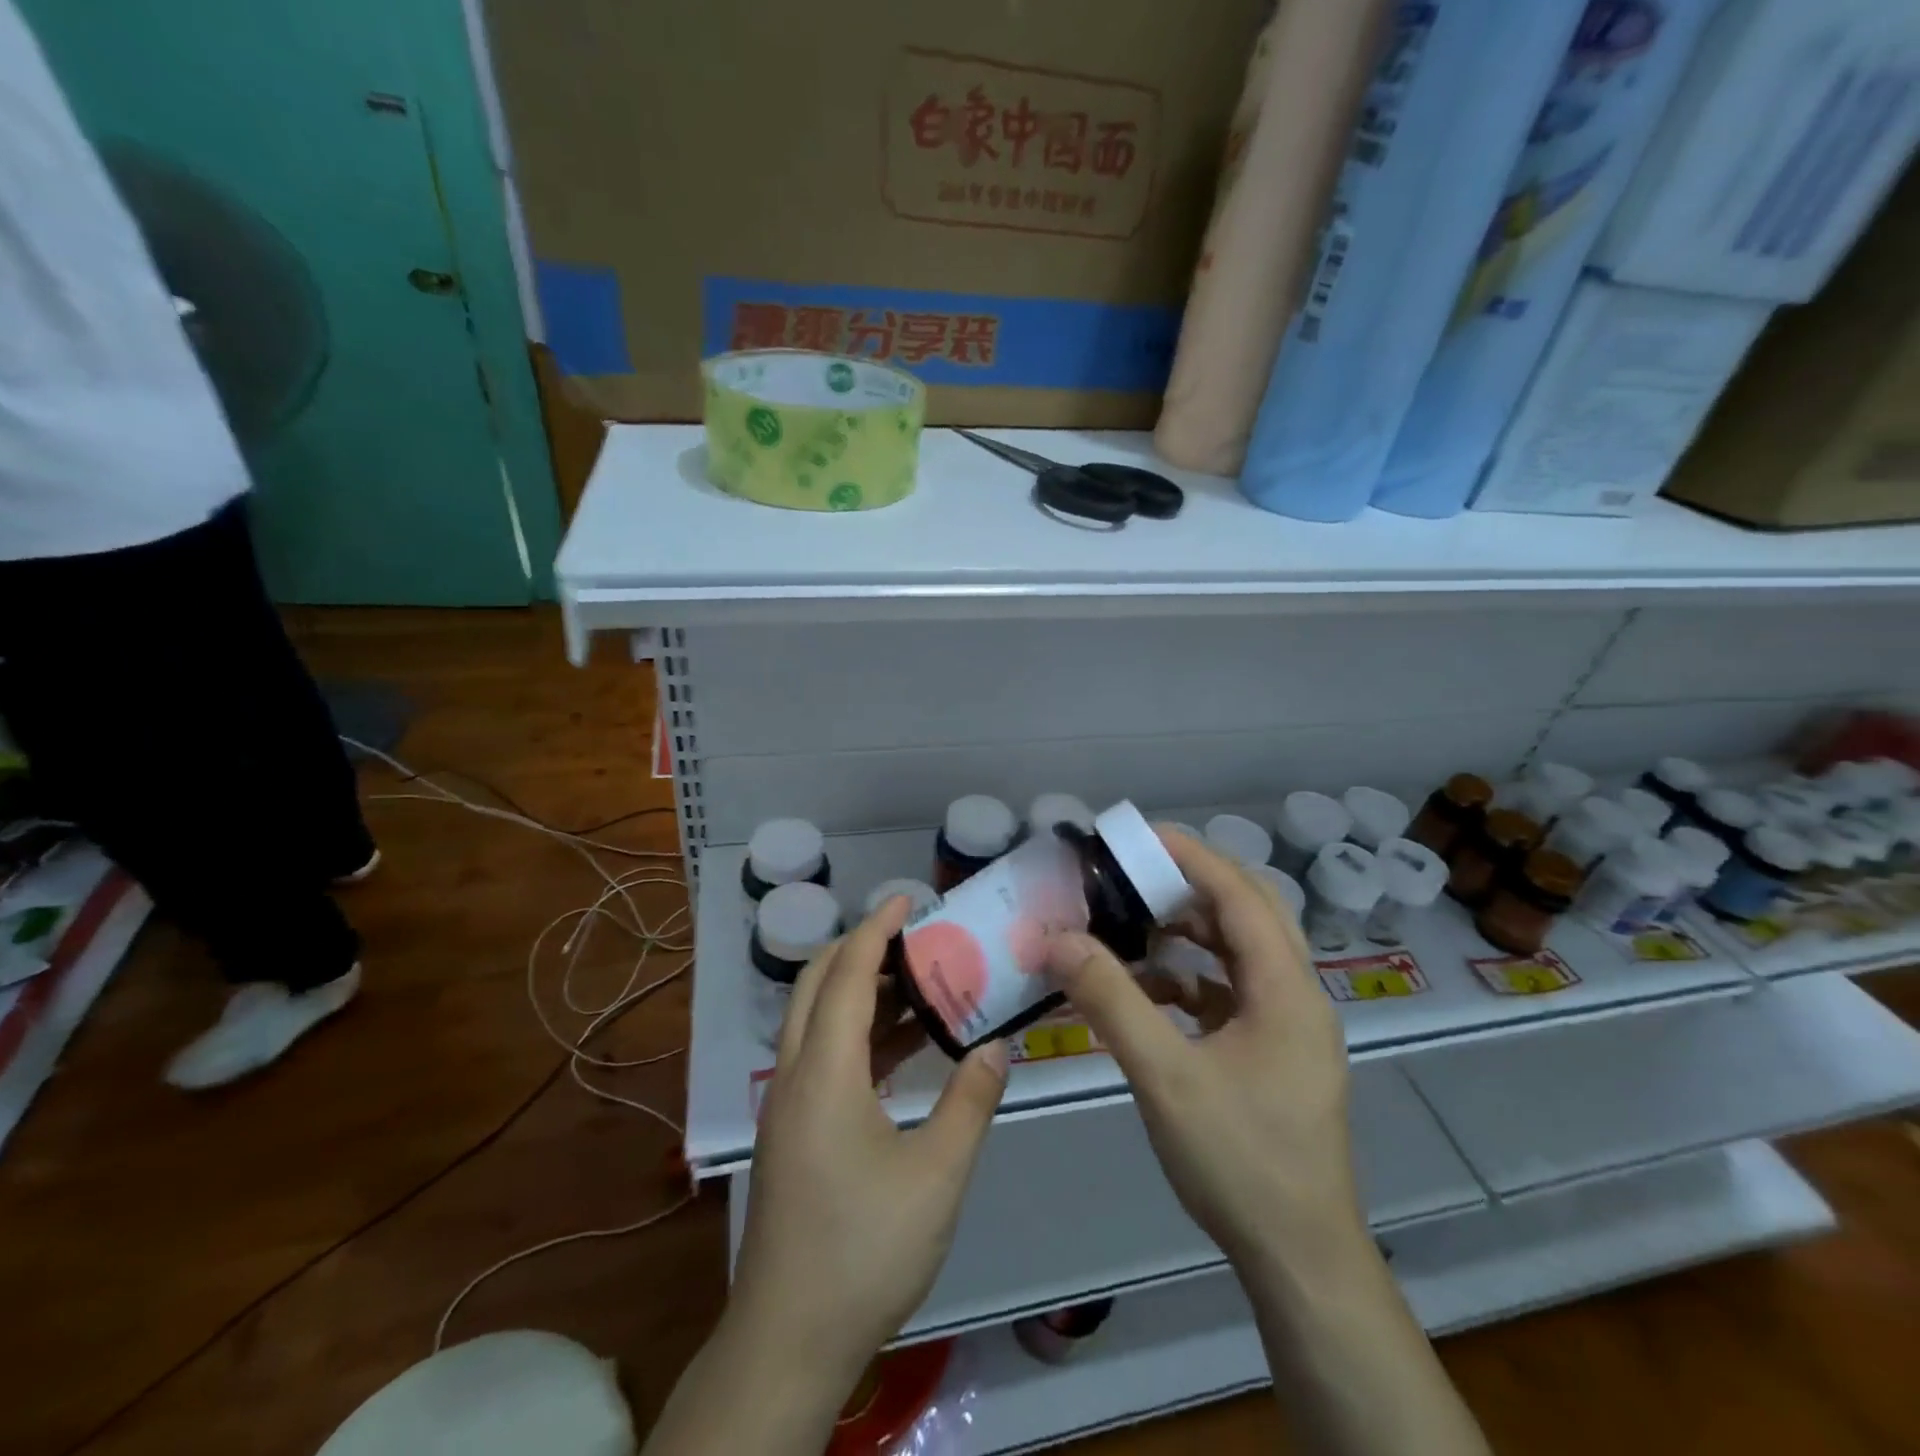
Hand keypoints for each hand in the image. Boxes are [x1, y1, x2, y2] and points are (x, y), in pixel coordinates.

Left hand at [730, 896, 1009, 1386]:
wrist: (788, 1340)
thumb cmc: (864, 1250)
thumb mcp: (936, 1176)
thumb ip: (969, 1102)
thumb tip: (997, 1046)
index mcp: (824, 1072)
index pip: (846, 974)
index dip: (876, 929)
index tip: (907, 899)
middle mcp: (796, 1075)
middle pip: (816, 985)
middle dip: (859, 948)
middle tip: (912, 935)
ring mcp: (788, 1105)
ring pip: (815, 1021)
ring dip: (858, 991)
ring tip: (916, 981)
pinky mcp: (792, 1132)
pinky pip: (821, 1057)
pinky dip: (856, 1034)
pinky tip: (900, 1049)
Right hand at [1044, 830, 1365, 1276]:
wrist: (1300, 1260)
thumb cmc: (1240, 1160)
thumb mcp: (1165, 1075)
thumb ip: (1111, 1000)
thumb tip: (1058, 938)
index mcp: (1286, 988)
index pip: (1240, 893)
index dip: (1190, 856)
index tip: (1136, 835)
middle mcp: (1296, 994)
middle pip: (1246, 912)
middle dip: (1187, 885)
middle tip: (1129, 873)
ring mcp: (1288, 1025)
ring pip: (1238, 952)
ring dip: (1187, 932)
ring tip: (1130, 923)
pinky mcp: (1274, 1052)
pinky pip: (1230, 991)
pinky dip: (1189, 978)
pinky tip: (1146, 991)